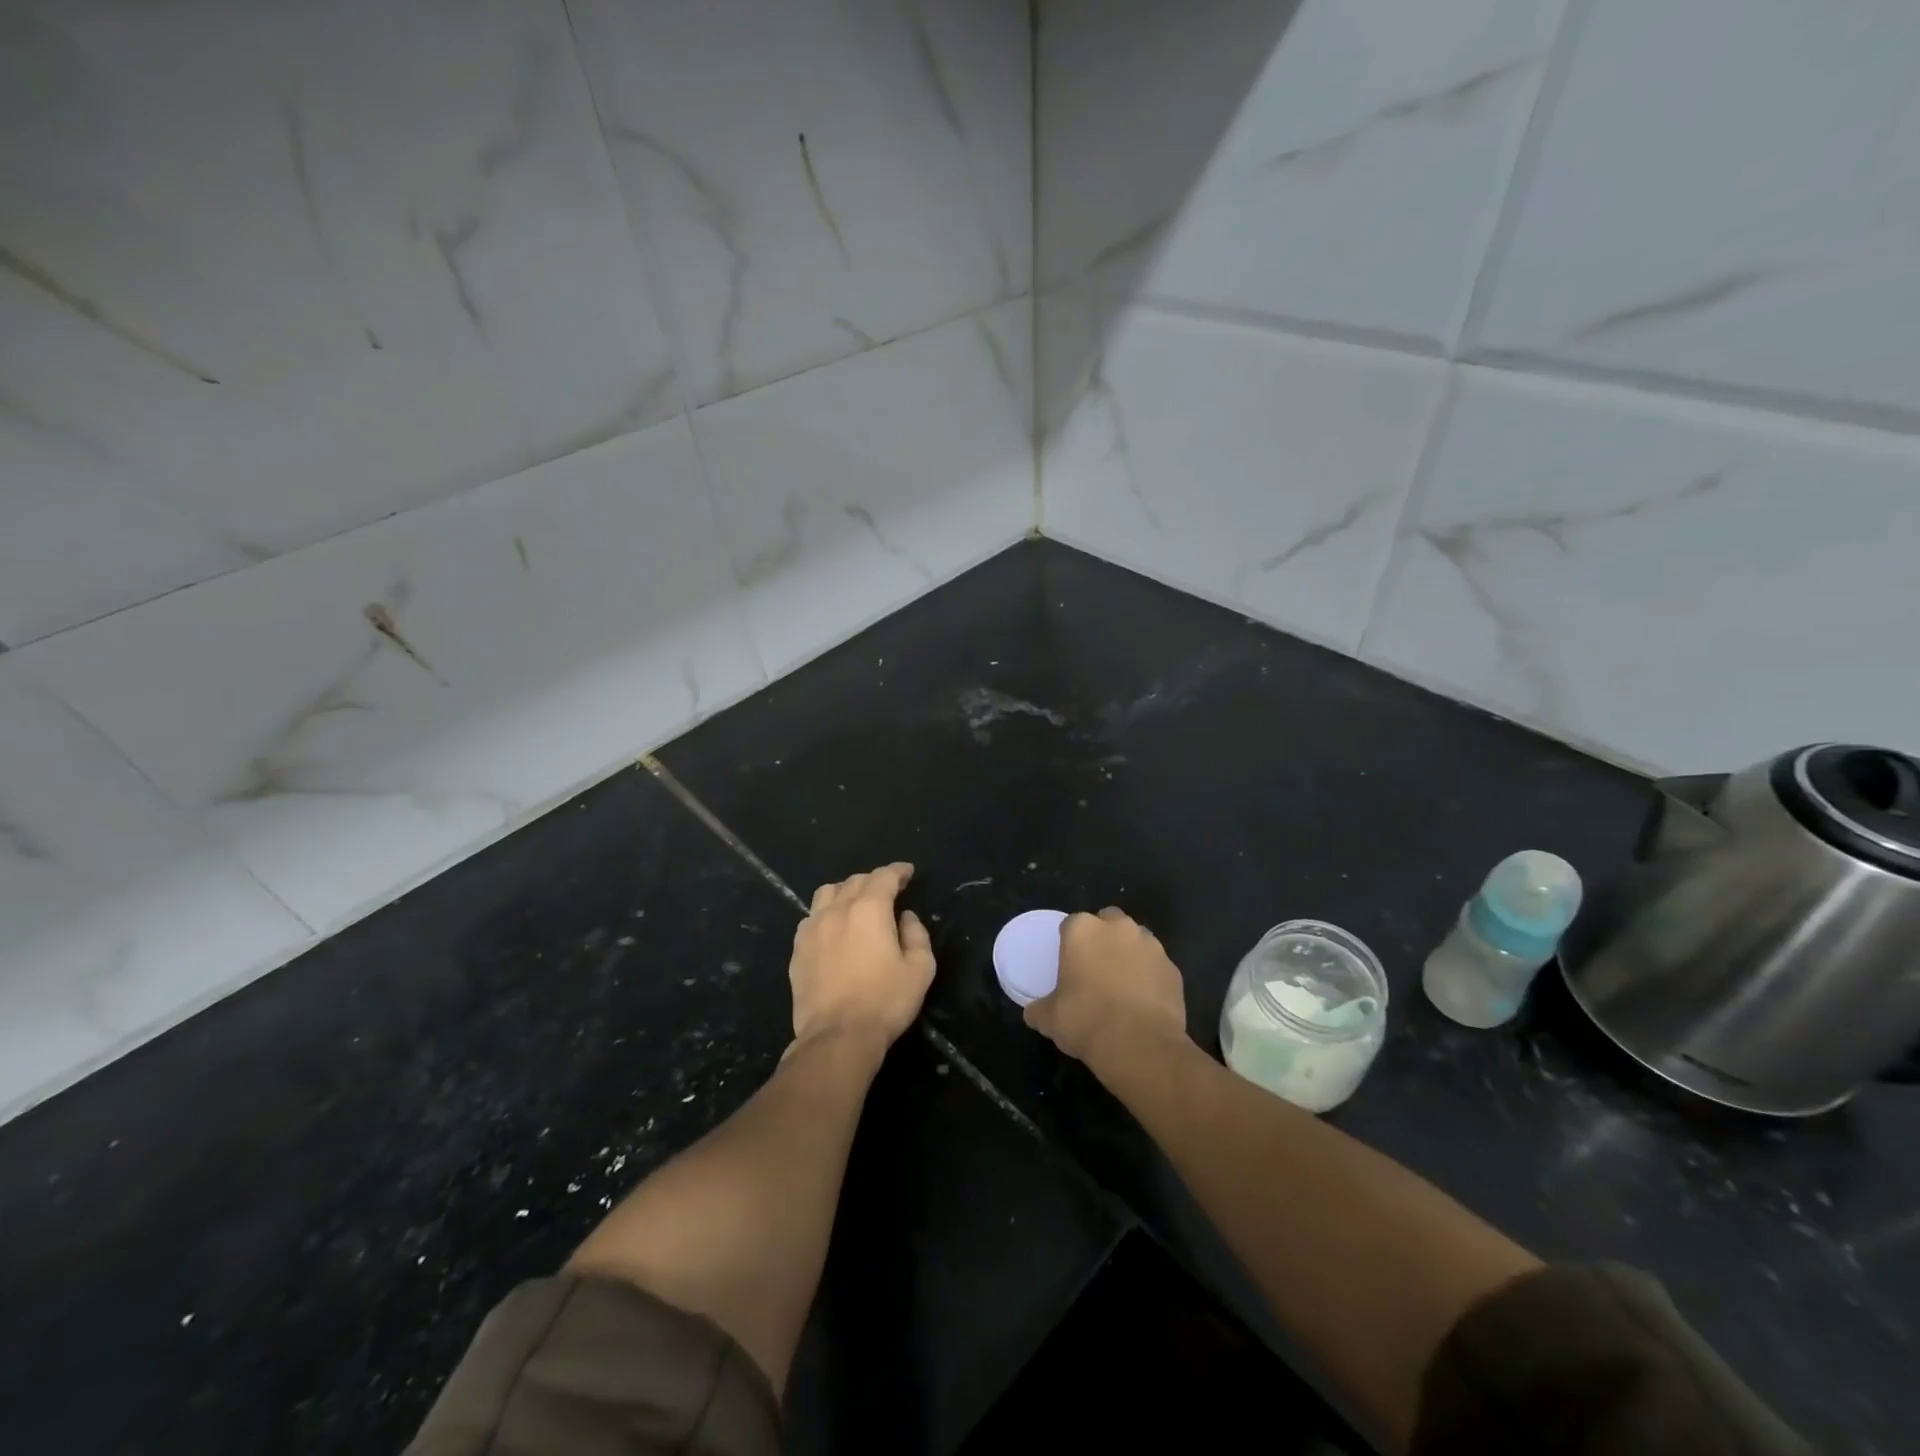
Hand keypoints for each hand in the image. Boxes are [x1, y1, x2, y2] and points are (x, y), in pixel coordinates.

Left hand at [789, 862, 934, 1050]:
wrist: (837, 1036)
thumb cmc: (885, 1002)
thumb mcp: (920, 969)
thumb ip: (917, 935)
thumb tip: (905, 917)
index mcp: (869, 909)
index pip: (884, 876)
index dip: (898, 871)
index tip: (908, 872)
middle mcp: (837, 910)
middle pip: (855, 881)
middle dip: (874, 880)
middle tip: (887, 891)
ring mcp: (812, 928)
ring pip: (827, 893)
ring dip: (845, 891)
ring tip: (855, 904)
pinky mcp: (797, 949)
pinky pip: (811, 917)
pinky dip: (825, 913)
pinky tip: (832, 928)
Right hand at [1023, 907, 1187, 1066]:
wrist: (1139, 1046)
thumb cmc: (1086, 1022)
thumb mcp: (1049, 1018)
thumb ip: (1039, 1008)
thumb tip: (1034, 1012)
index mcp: (1083, 930)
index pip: (1072, 924)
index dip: (1069, 942)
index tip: (1068, 964)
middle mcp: (1119, 928)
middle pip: (1108, 920)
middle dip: (1103, 937)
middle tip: (1096, 967)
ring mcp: (1150, 945)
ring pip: (1136, 940)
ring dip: (1129, 954)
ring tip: (1122, 985)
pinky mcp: (1173, 969)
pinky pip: (1156, 966)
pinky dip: (1150, 976)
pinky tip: (1143, 1002)